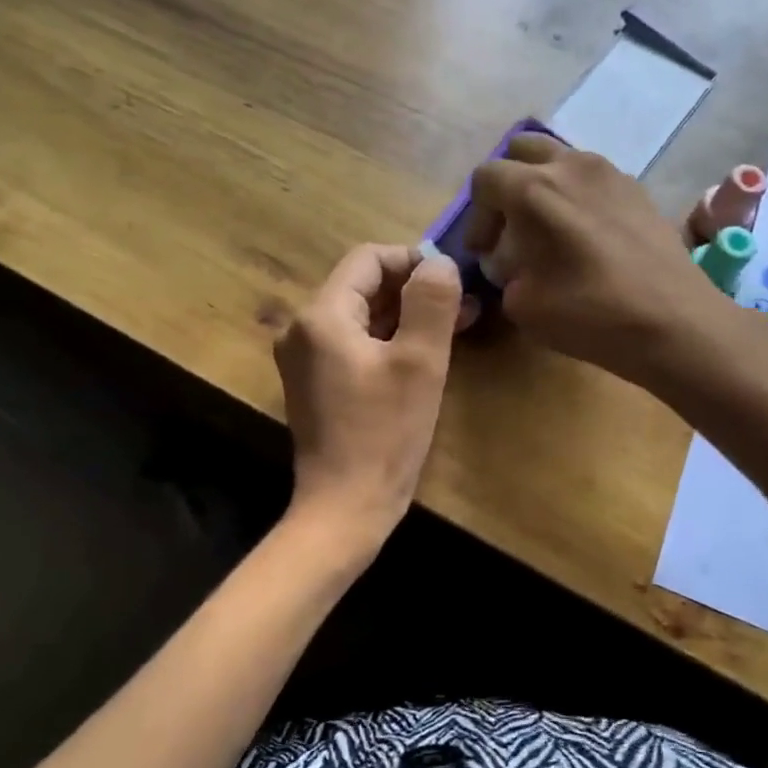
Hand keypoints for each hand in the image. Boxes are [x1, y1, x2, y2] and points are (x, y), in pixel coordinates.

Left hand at [274, 243, 463, 547]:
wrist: (345, 508)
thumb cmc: (385, 434)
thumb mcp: (419, 362)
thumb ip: (431, 301)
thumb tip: (438, 261)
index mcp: (321, 315)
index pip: (369, 259)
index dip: (414, 260)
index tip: (454, 281)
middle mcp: (303, 329)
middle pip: (363, 286)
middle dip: (414, 291)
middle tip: (464, 307)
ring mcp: (305, 358)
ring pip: (361, 316)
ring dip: (406, 316)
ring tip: (454, 327)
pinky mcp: (315, 383)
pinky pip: (354, 344)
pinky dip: (389, 340)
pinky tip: (424, 354)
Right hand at [468, 134, 730, 388]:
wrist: (674, 321)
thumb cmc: (590, 314)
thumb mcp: (522, 305)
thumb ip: (505, 273)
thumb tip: (514, 262)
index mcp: (535, 189)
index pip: (486, 178)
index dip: (476, 216)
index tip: (484, 252)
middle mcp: (572, 166)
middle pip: (523, 150)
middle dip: (507, 184)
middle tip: (511, 227)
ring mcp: (611, 173)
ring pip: (562, 159)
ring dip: (544, 186)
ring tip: (549, 231)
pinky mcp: (639, 190)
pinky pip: (594, 179)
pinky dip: (578, 197)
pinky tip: (587, 238)